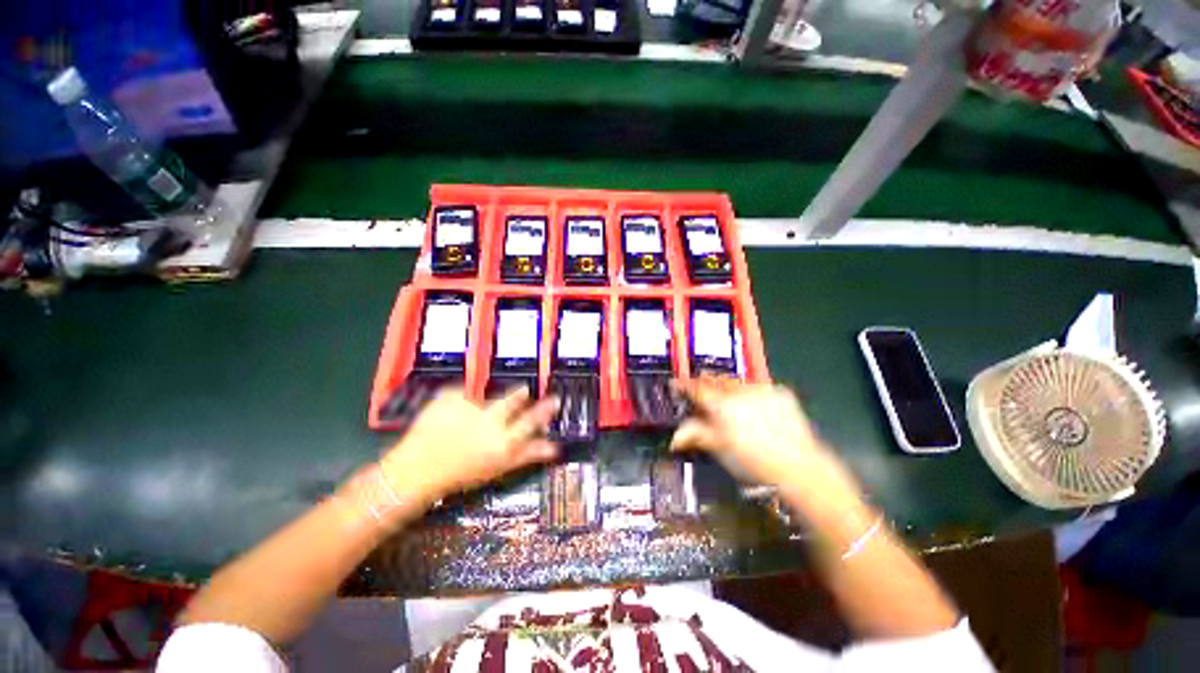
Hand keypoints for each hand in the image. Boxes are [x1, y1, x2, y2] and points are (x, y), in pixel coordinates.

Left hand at [379, 387, 558, 503]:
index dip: (545, 409)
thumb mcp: (499, 467)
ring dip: (487, 400)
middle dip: (520, 395)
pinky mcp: (450, 396)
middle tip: (522, 392)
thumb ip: (529, 454)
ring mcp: (469, 406)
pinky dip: (462, 400)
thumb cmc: (462, 474)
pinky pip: (464, 392)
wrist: (416, 471)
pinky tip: (452, 415)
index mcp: (503, 440)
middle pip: (513, 400)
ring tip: (471, 415)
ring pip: (489, 395)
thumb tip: (555, 447)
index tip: (553, 399)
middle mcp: (490, 420)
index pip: (532, 420)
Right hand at [671, 378, 861, 506]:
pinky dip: (749, 394)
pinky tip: (752, 408)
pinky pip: (757, 387)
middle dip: (704, 384)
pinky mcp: (780, 392)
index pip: (696, 387)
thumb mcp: (720, 449)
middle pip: (715, 380)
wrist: (801, 469)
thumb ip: (696, 436)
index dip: (683, 384)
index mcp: (722, 405)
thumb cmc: (754, 463)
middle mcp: (740, 392)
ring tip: (726, 401)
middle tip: (699, 392)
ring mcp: (761, 390)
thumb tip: (675, 437)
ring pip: (735, 381)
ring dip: (726, 387)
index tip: (676, 384)